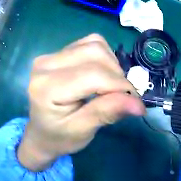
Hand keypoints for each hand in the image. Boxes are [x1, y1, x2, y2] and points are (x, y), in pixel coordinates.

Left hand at [17, 34, 145, 171]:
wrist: (41, 132)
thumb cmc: (59, 137)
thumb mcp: (82, 131)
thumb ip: (107, 113)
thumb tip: (138, 103)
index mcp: (47, 88)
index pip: (93, 75)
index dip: (120, 85)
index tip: (135, 101)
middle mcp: (45, 64)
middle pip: (95, 52)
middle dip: (117, 74)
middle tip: (122, 95)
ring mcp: (50, 55)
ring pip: (95, 44)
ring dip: (111, 64)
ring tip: (110, 86)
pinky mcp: (58, 52)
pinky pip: (90, 43)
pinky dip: (104, 57)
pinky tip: (101, 75)